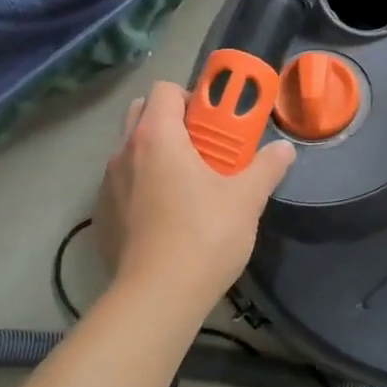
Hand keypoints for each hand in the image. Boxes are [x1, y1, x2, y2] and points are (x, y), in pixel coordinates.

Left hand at [94, 81, 295, 308]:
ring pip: (129, 151)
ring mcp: (106, 185)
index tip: (214, 122)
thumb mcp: (246, 200)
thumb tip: (285, 149)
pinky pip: (120, 186)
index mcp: (157, 136)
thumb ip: (267, 168)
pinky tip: (165, 219)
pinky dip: (140, 187)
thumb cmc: (204, 236)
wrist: (157, 297)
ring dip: (154, 154)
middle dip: (170, 120)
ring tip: (186, 186)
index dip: (191, 97)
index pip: (164, 89)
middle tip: (202, 148)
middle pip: (141, 113)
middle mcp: (124, 152)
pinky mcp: (101, 216)